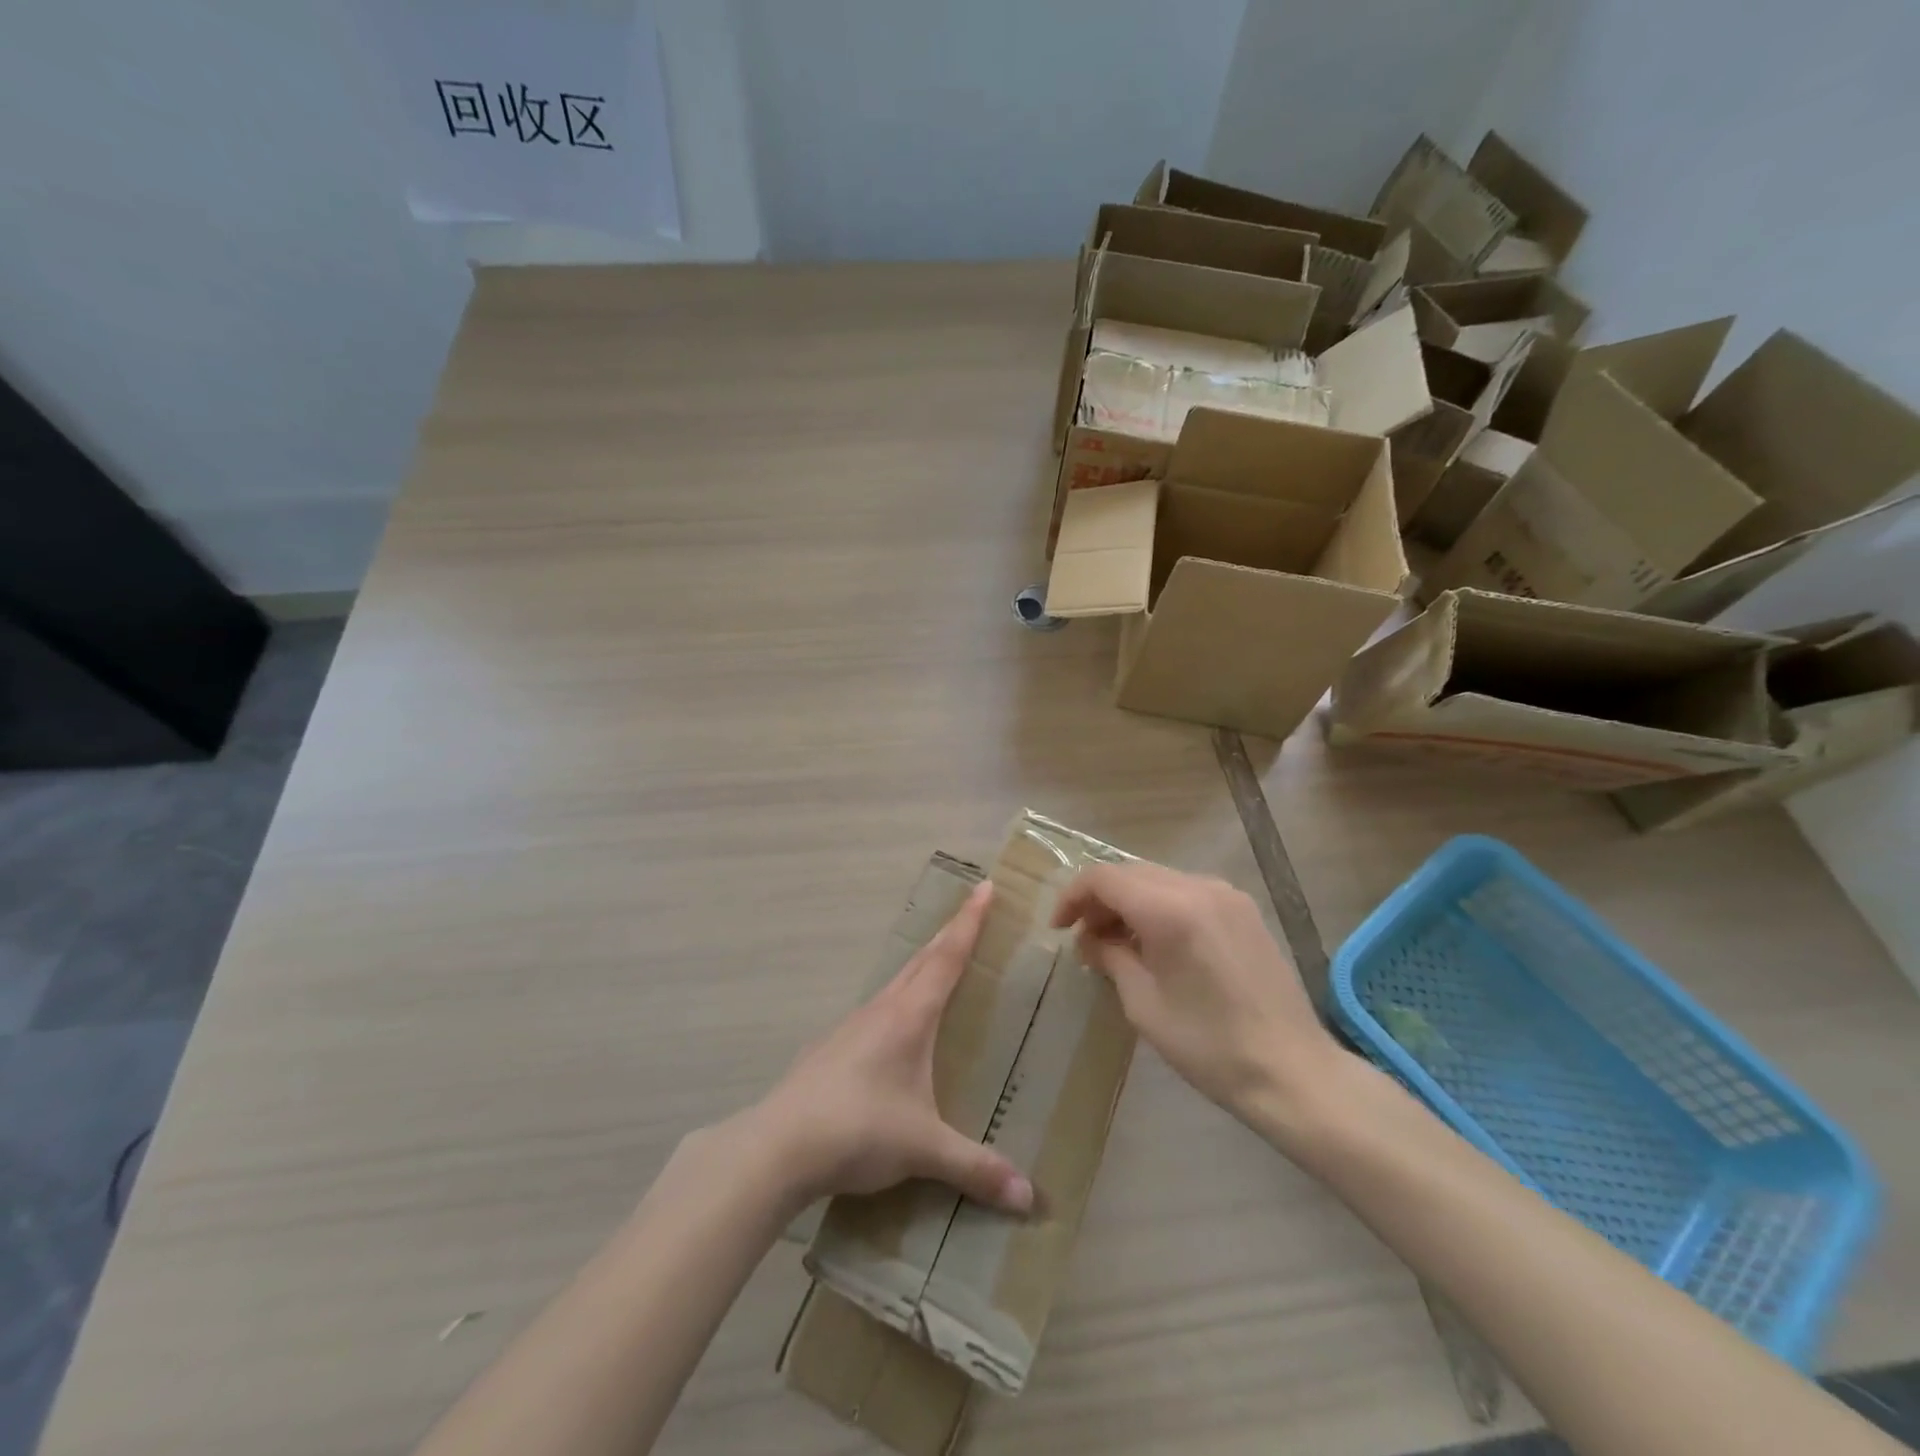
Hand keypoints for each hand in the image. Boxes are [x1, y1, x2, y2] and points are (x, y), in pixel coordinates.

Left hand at [748, 882, 1033, 1215]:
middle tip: (971, 913)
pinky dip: (896, 1000)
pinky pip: (875, 1010)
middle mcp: (881, 1010)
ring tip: (938, 966)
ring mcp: (851, 1026)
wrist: (778, 1145)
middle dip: (949, 934)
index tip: (984, 887)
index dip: (969, 922)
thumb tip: (1029, 1199)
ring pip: (895, 983)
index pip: (947, 957)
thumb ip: (976, 1168)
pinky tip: (893, 1028)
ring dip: (920, 966)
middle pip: (921, 960)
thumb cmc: (859, 1130)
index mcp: (909, 1017)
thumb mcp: (924, 1149)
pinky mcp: (831, 1048)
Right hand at [1051, 863, 1342, 1128]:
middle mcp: (1199, 887)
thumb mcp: (1143, 1004)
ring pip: (1157, 879)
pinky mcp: (1243, 909)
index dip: (1072, 896)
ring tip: (1115, 943)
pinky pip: (1186, 891)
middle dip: (1099, 899)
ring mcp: (1226, 895)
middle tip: (1083, 938)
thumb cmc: (1209, 1045)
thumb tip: (1089, 939)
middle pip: (1130, 873)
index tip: (1058, 928)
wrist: (1291, 1070)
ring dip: (1128, 902)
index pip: (1104, 878)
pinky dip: (1158, 906)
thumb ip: (1110, 957)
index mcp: (1171, 909)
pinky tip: (1154, 942)